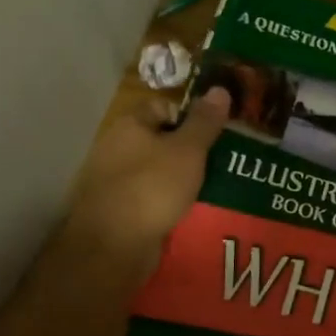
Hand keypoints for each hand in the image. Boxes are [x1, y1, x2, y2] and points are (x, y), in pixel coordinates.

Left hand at [68, 87, 229, 278]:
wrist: (114, 245)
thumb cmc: (153, 188)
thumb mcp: (188, 150)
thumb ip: (205, 121)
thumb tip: (219, 89)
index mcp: (130, 125)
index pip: (164, 106)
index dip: (191, 117)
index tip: (216, 134)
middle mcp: (118, 147)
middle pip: (162, 139)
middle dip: (192, 150)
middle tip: (222, 161)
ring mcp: (116, 180)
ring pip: (159, 170)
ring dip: (183, 178)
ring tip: (214, 187)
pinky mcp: (120, 208)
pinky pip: (152, 196)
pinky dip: (170, 201)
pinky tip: (191, 210)